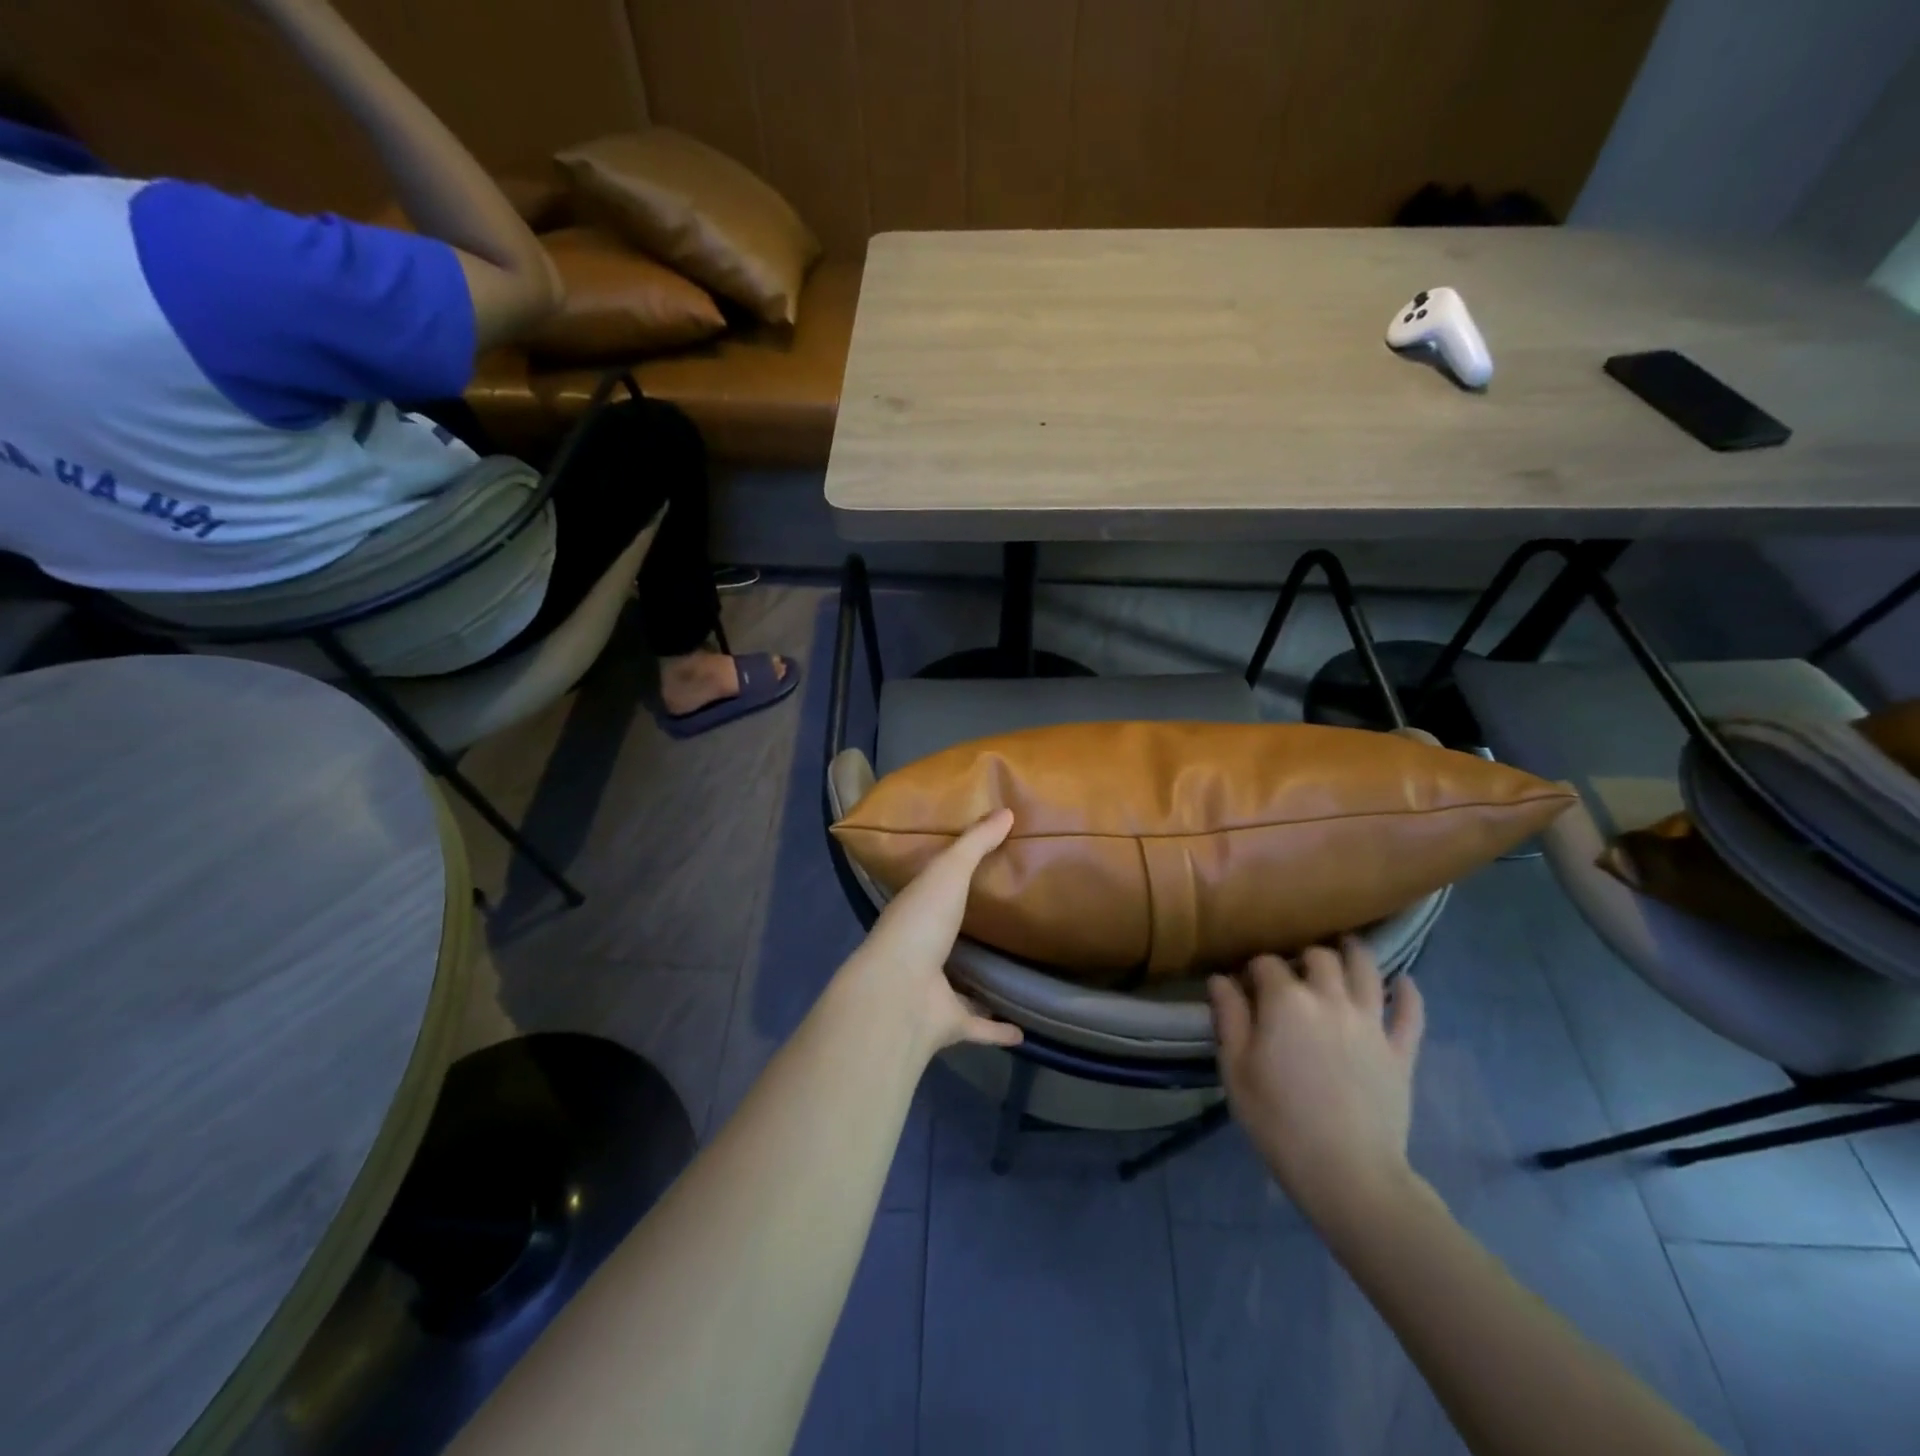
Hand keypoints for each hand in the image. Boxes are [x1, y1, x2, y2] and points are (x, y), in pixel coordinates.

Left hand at [839, 810, 1023, 1054]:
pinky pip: (978, 1026)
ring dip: (981, 984)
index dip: (949, 880)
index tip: (977, 872)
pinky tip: (1024, 1030)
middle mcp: (920, 951)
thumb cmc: (920, 924)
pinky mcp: (949, 1023)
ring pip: (960, 985)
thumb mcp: (949, 872)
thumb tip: (1007, 810)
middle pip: (947, 938)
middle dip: (967, 933)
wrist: (899, 994)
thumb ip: (975, 844)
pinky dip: (997, 1029)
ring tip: (1014, 974)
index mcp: (915, 912)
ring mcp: (932, 990)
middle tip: (1004, 921)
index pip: (932, 891)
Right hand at [1209, 939, 1424, 1228]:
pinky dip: (1408, 992)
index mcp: (1286, 1001)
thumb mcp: (1235, 1070)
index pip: (1266, 964)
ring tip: (1343, 950)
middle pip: (1319, 957)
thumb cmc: (1278, 1121)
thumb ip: (1228, 1017)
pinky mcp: (1401, 1051)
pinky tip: (1402, 982)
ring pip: (1366, 969)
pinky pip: (1410, 1012)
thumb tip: (1221, 979)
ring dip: (1353, 954)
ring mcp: (1371, 1023)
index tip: (1245, 987)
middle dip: (1302, 957)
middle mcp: (1331, 998)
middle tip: (1292, 975)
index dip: (1253, 970)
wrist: (1348, 1174)